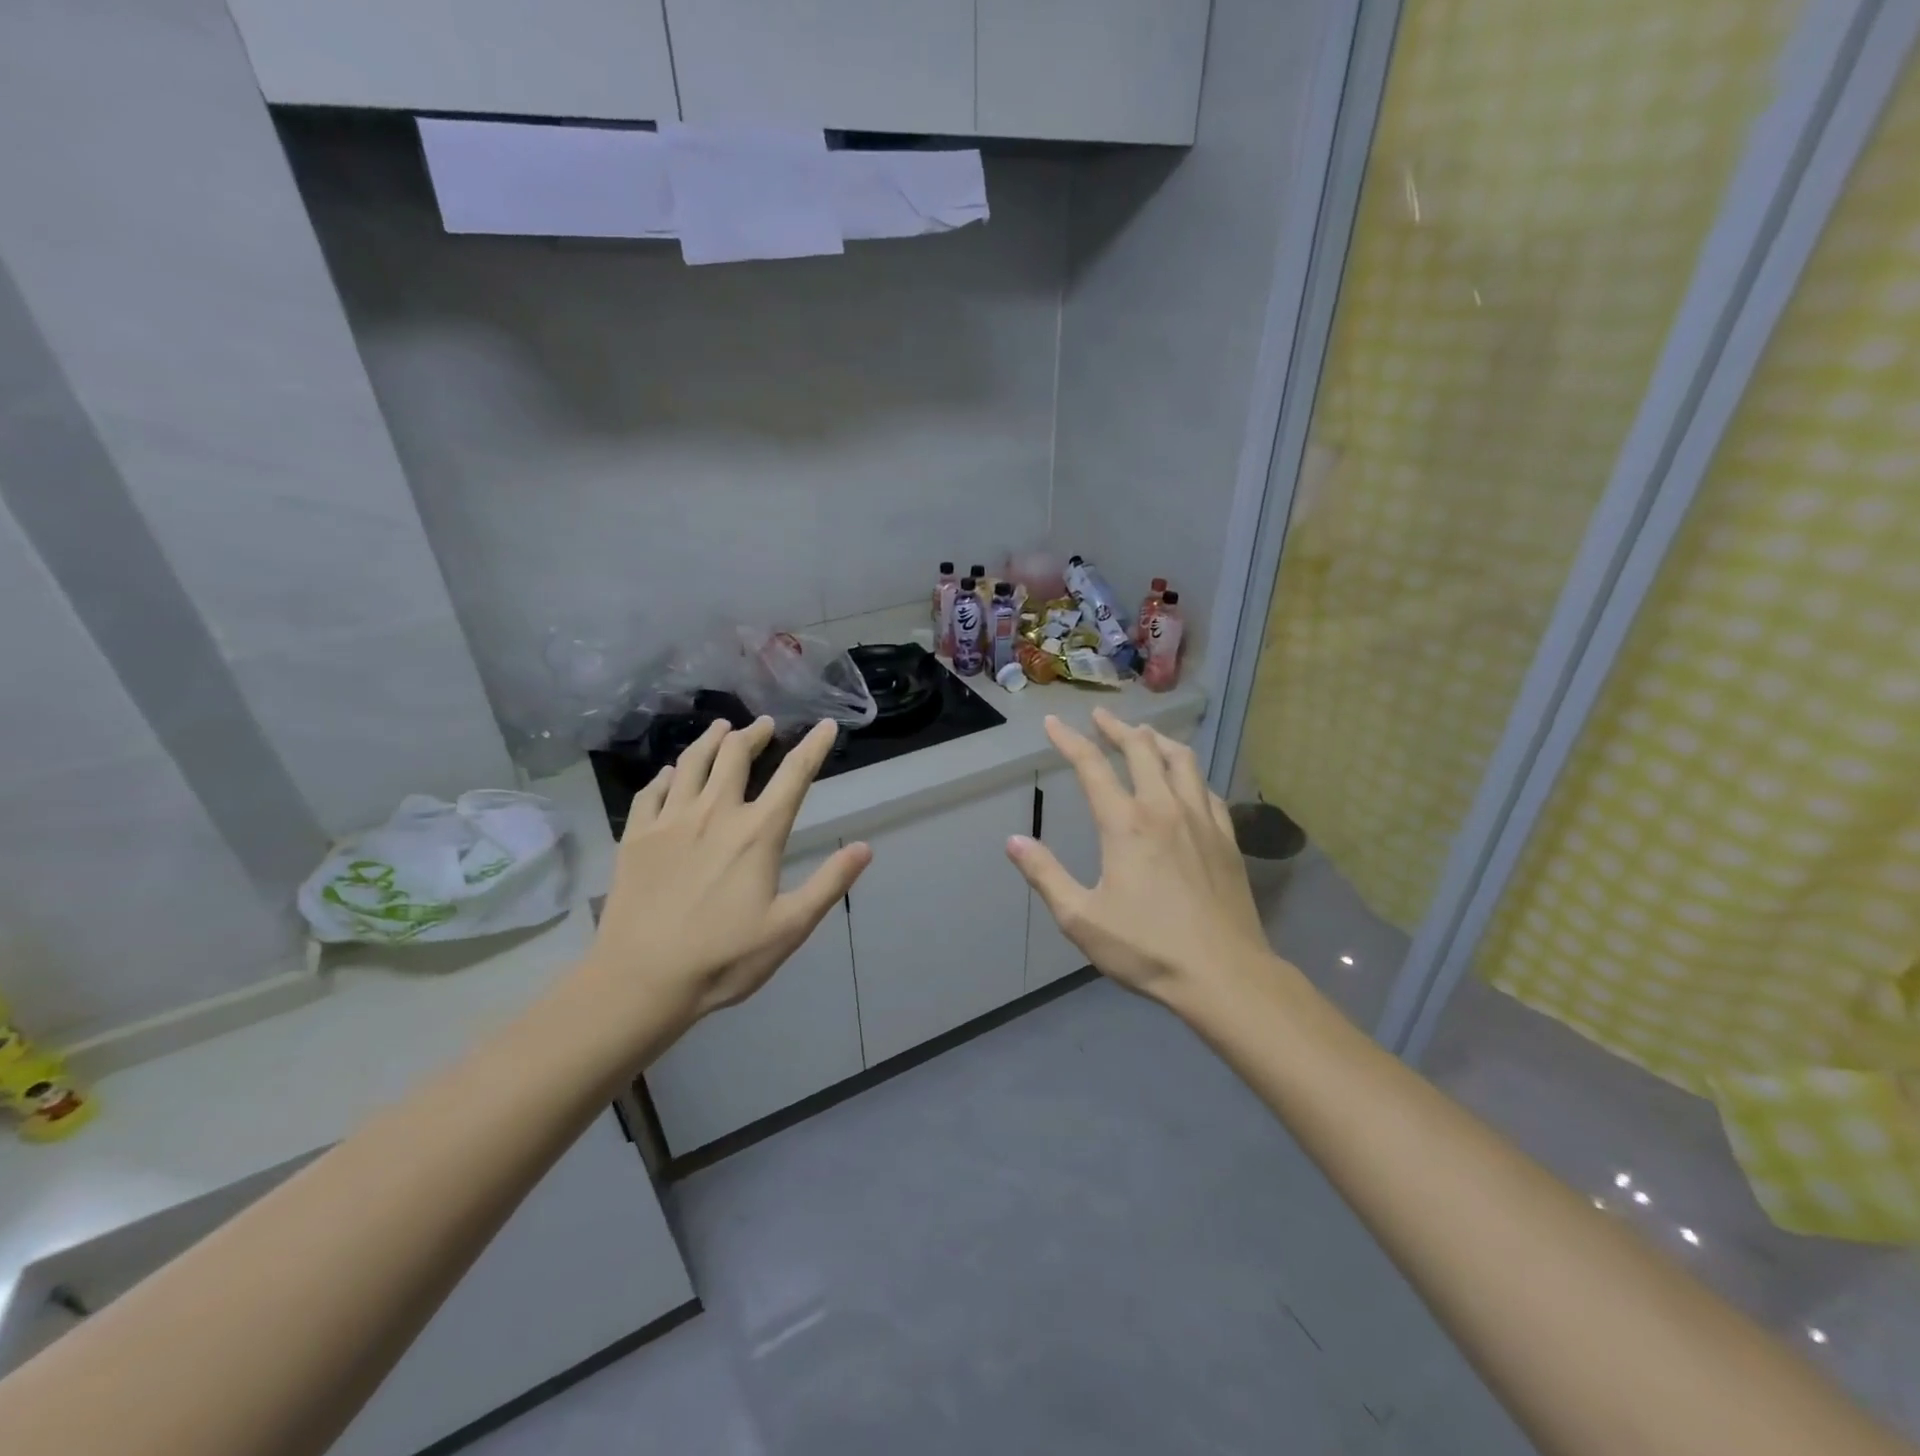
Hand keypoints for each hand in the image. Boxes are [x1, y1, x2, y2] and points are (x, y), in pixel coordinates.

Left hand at [586, 717, 871, 1023]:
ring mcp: (670, 821)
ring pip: (691, 762)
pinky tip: (671, 773)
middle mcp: (714, 813)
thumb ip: (829, 883)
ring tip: (722, 728)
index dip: (814, 746)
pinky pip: (652, 790)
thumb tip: (865, 848)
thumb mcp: (790, 928)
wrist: (641, 980)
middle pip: (735, 755)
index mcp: (757, 833)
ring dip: (711, 740)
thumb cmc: (724, 958)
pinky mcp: (636, 836)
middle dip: (754, 733)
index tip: (827, 725)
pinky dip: (667, 774)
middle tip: (764, 724)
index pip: (794, 776)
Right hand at [1006, 709, 1272, 1005]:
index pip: (1092, 766)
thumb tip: (1014, 842)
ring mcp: (1202, 820)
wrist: (1224, 975)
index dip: (1069, 740)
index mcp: (1126, 824)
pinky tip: (1186, 780)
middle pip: (1141, 750)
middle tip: (1101, 717)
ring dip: (1158, 741)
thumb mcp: (1081, 918)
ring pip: (1181, 761)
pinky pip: (1207, 789)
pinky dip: (1189, 773)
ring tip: (1143, 735)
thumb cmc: (1147, 948)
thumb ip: (1045, 876)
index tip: (1052, 722)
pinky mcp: (1227, 838)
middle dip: (1117, 728)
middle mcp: (1164, 809)